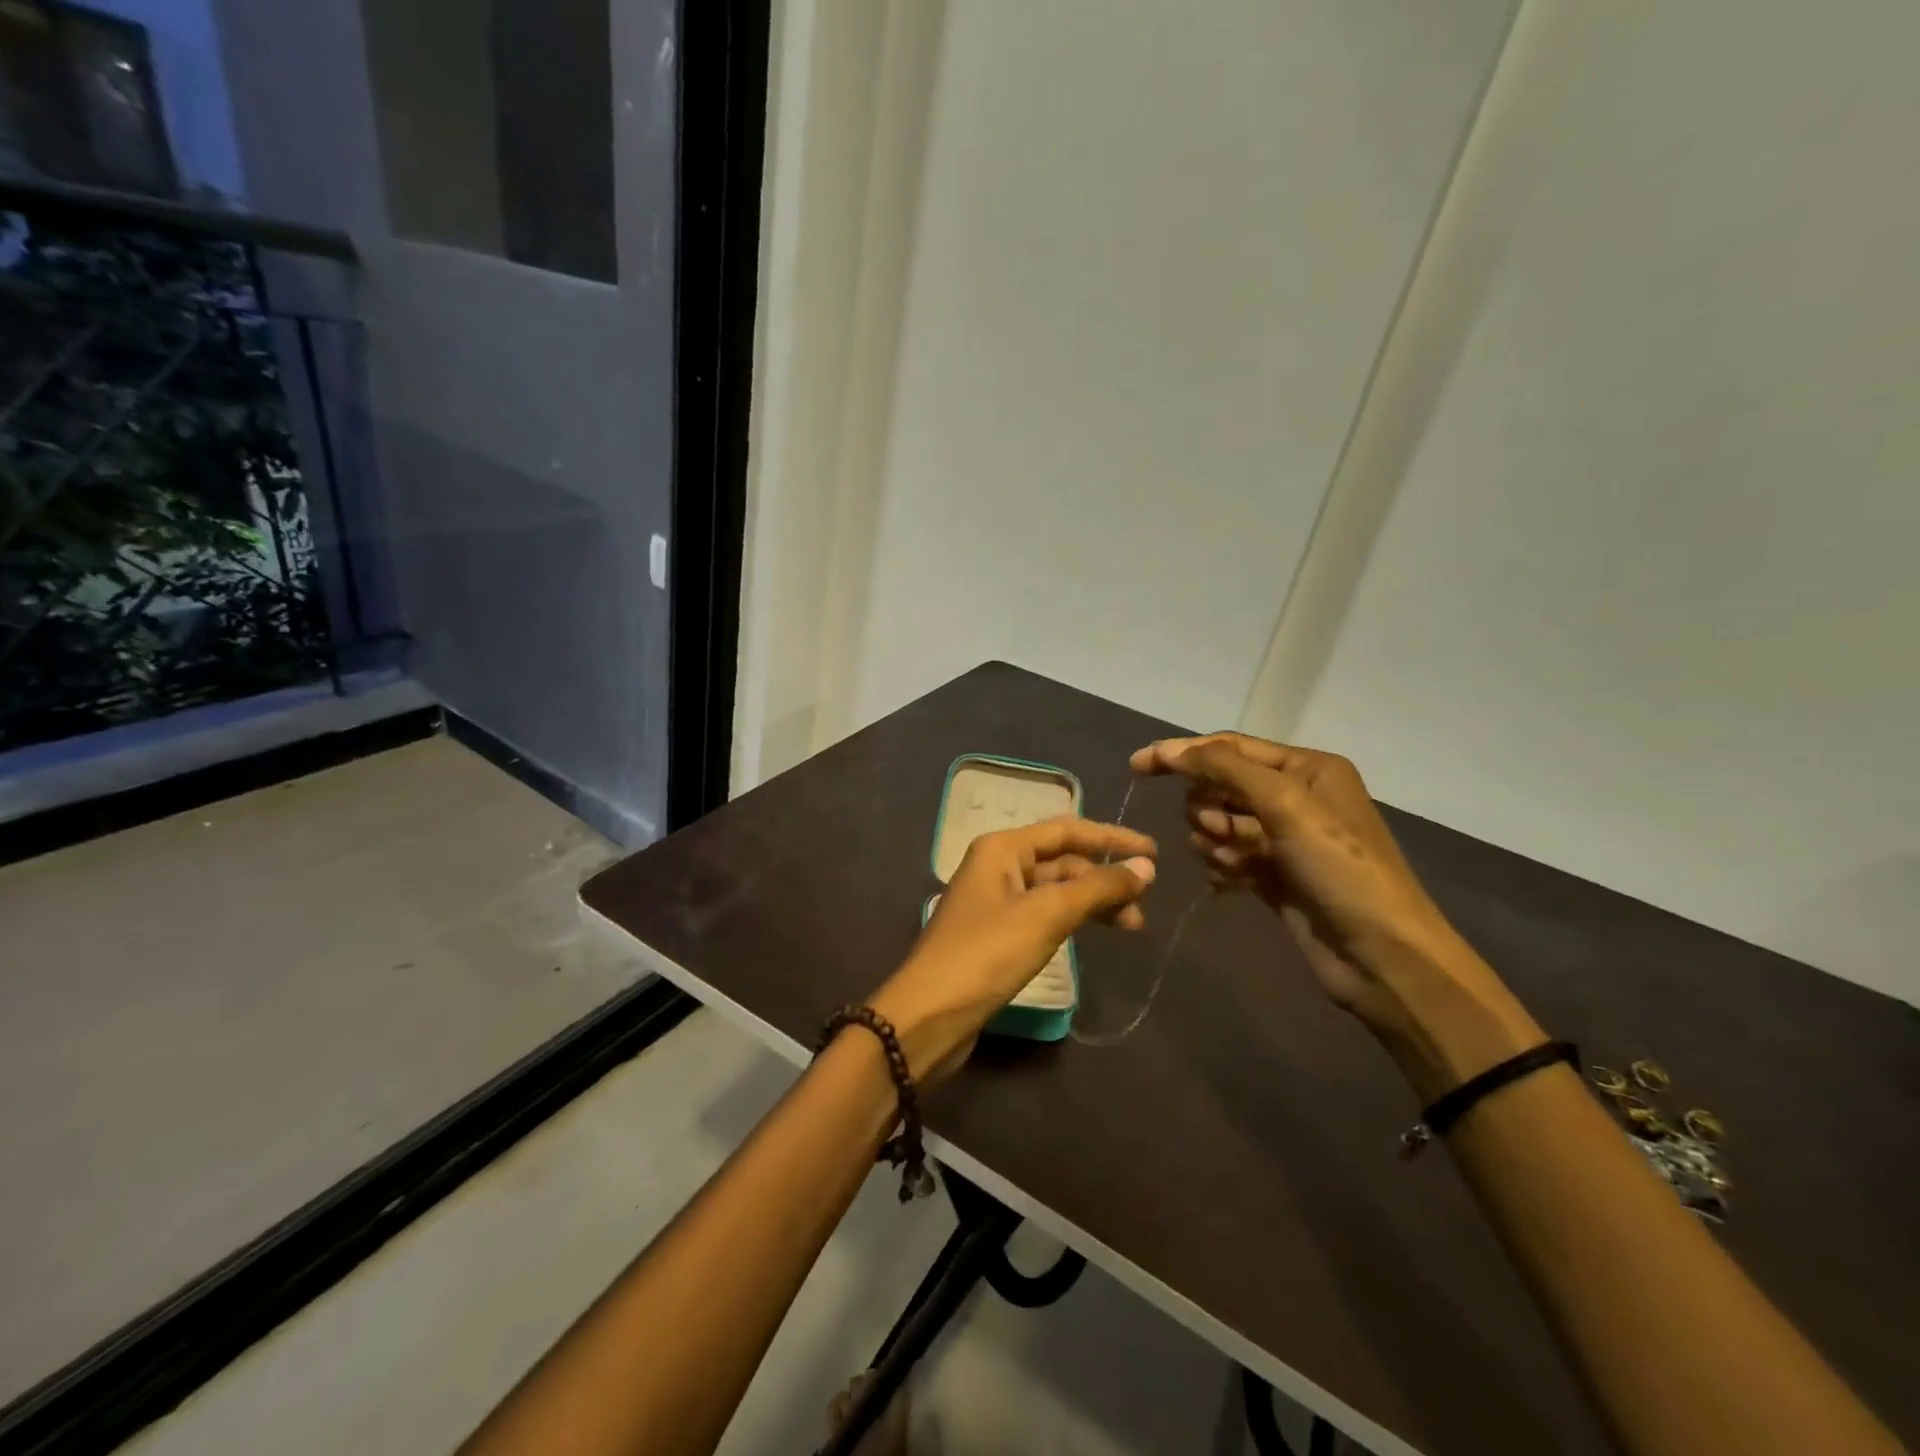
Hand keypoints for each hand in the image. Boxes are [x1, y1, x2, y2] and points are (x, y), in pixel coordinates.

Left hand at [869, 817, 1155, 1084]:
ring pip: (1056, 890)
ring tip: (1132, 926)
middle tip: (1145, 903)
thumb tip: (1145, 867)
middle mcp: (998, 866)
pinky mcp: (998, 935)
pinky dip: (1073, 919)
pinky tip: (1094, 933)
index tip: (1154, 853)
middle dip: (1104, 877)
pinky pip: (1045, 914)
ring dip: (1093, 902)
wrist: (930, 1014)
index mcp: (1002, 848)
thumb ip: (1097, 888)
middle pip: (1062, 860)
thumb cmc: (987, 953)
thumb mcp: (1046, 915)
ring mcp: (997, 901)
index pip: (1067, 829)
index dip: (1112, 838)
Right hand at [1131, 733, 1539, 1090]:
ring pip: (1221, 823)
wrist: (1380, 954)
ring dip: (1215, 840)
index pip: (1230, 747)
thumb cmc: (1338, 866)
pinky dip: (1222, 866)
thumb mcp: (1284, 803)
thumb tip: (1169, 749)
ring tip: (1231, 863)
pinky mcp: (1275, 876)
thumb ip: (1224, 768)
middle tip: (1219, 831)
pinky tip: (1229, 883)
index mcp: (1306, 768)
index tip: (1137, 766)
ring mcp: (1285, 839)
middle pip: (1222, 785)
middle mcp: (1295, 797)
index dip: (1183, 754)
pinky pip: (1228, 857)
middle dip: (1209, 806)